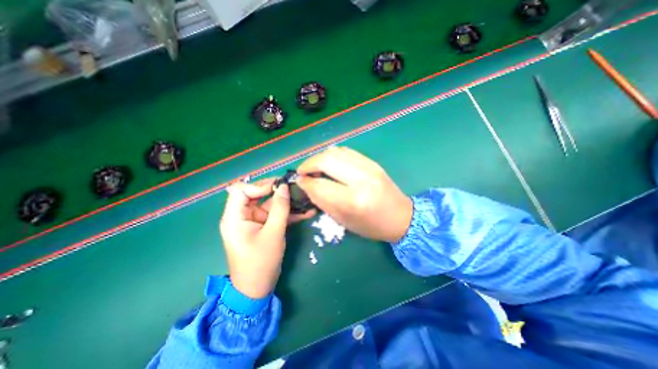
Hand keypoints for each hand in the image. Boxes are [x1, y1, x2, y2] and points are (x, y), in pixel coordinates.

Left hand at [220, 178, 314, 299]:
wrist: (257, 288)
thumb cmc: (261, 262)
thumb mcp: (273, 233)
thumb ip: (280, 208)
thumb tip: (284, 187)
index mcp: (234, 217)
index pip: (241, 190)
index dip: (259, 186)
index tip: (278, 188)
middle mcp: (242, 216)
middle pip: (256, 194)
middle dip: (275, 190)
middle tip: (292, 187)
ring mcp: (253, 221)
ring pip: (269, 204)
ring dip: (286, 202)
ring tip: (303, 197)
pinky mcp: (263, 226)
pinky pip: (275, 215)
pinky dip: (288, 213)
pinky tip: (305, 212)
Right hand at [298, 146, 409, 242]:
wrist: (401, 217)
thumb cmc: (371, 226)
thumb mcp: (344, 220)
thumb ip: (322, 201)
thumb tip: (306, 184)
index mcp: (353, 201)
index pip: (320, 184)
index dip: (305, 181)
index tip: (299, 181)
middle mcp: (361, 179)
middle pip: (326, 160)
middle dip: (309, 163)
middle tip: (303, 171)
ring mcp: (369, 167)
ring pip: (335, 151)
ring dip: (320, 157)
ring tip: (315, 167)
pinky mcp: (372, 162)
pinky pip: (347, 151)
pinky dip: (333, 155)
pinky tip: (330, 163)